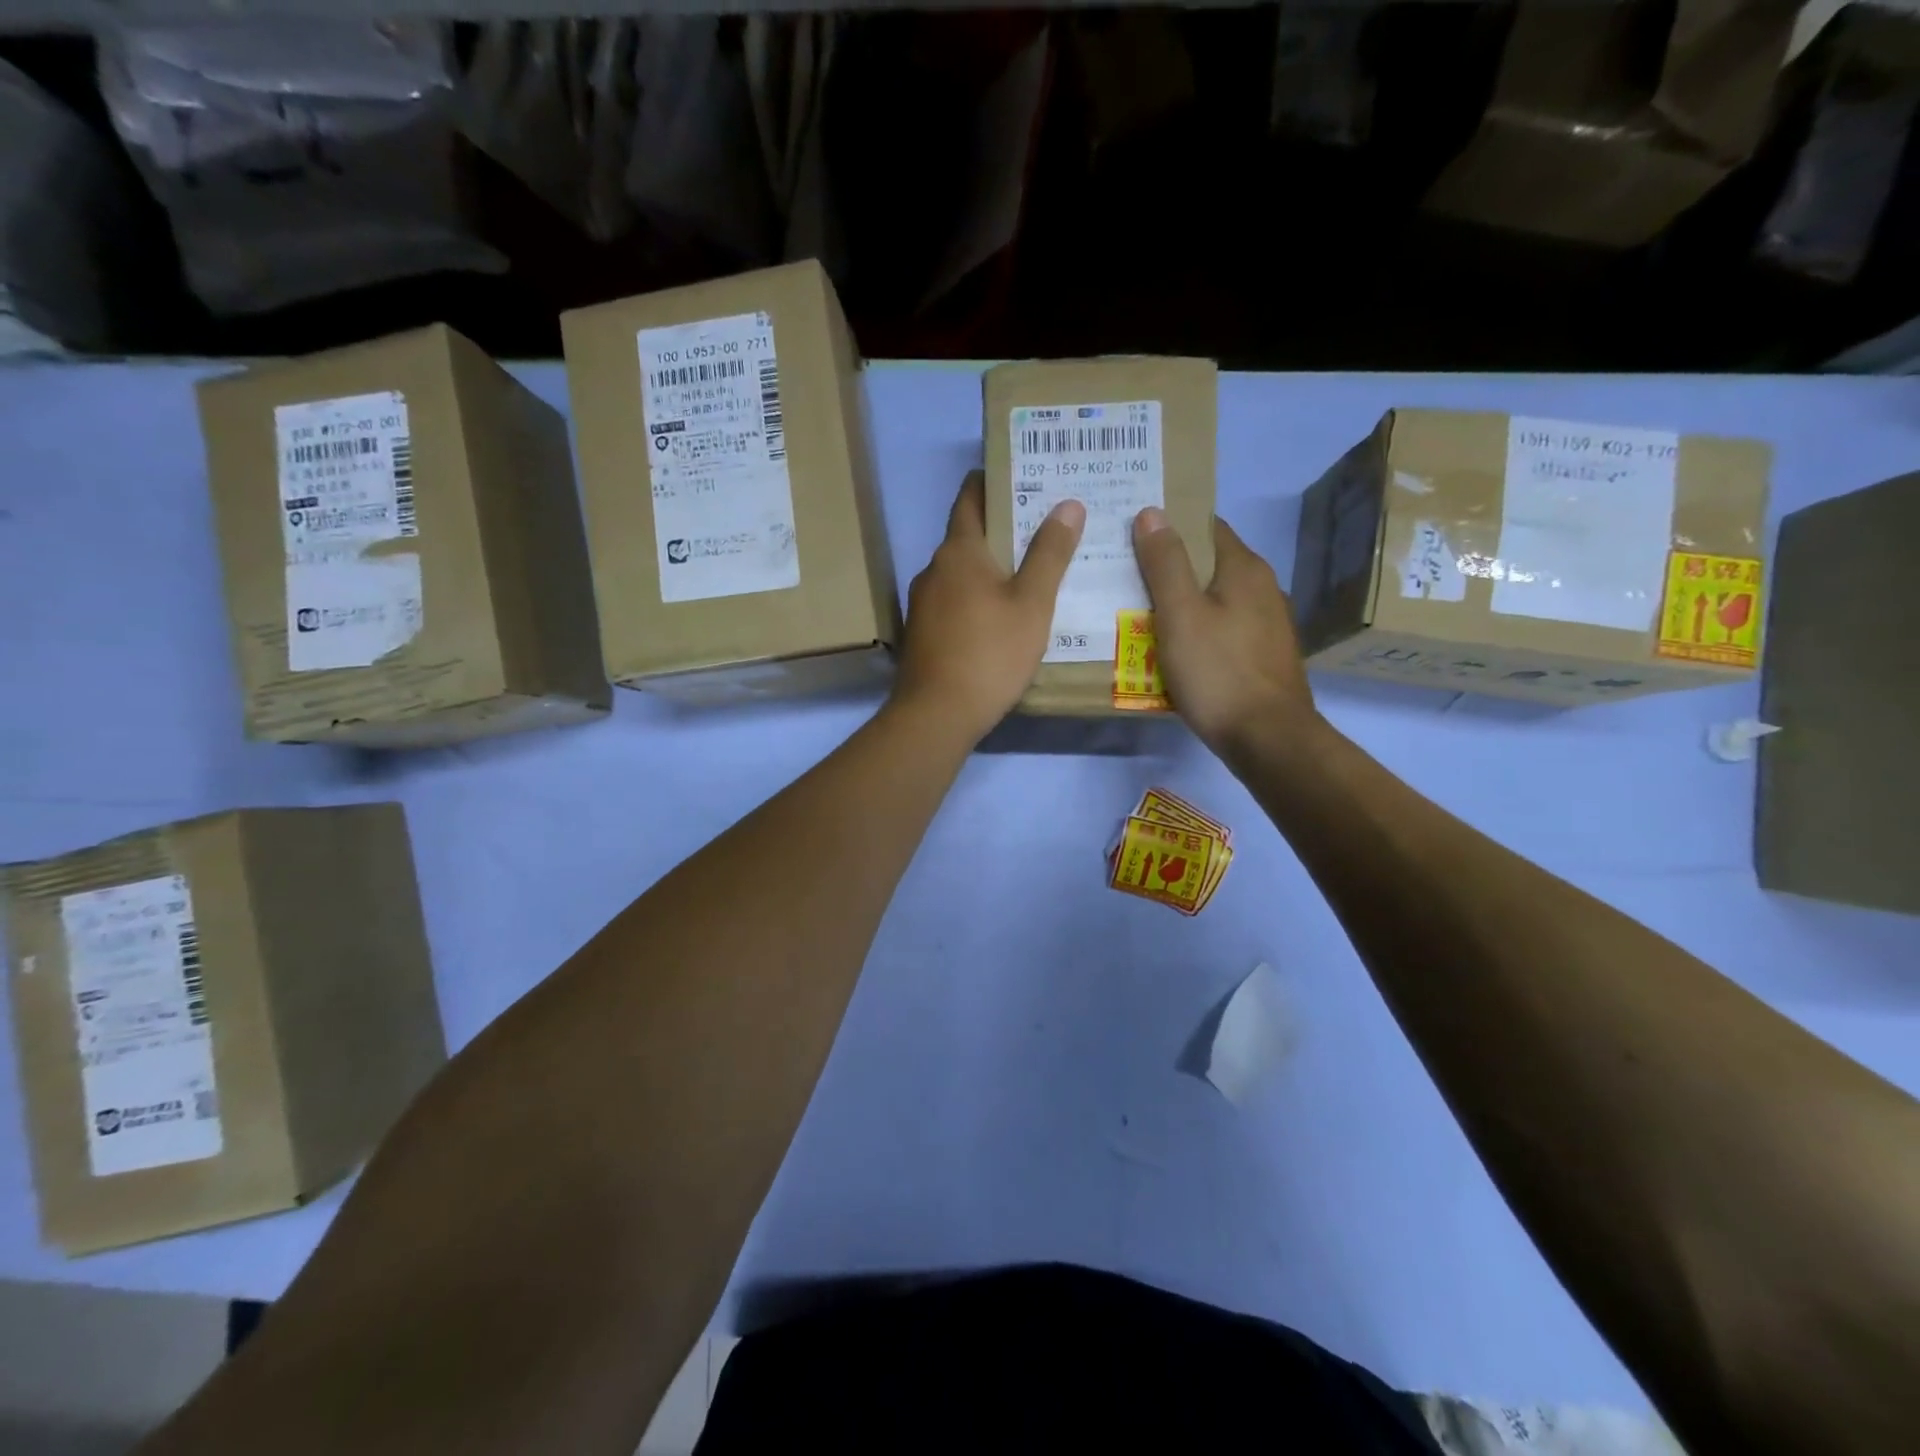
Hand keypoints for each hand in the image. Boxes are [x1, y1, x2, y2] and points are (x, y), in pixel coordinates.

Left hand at [893, 472, 1084, 742]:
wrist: (936, 714)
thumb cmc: (990, 653)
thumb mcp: (1032, 603)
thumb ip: (1050, 553)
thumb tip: (1067, 504)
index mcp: (958, 551)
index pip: (971, 497)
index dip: (993, 480)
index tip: (1021, 473)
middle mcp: (933, 569)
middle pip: (968, 536)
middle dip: (1002, 528)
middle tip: (1043, 526)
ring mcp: (922, 603)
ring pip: (961, 573)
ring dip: (990, 568)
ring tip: (1029, 573)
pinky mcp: (922, 633)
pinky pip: (954, 602)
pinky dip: (977, 598)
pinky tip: (1001, 617)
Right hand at [1132, 507, 1319, 762]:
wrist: (1268, 737)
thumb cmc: (1218, 672)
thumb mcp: (1180, 615)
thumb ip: (1165, 563)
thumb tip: (1152, 512)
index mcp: (1244, 568)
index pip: (1205, 526)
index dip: (1169, 525)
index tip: (1131, 534)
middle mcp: (1263, 587)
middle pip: (1209, 564)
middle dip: (1170, 567)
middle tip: (1125, 577)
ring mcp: (1268, 623)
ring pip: (1216, 599)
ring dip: (1183, 602)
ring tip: (1140, 614)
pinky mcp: (1264, 654)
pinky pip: (1224, 629)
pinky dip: (1198, 630)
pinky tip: (1174, 649)